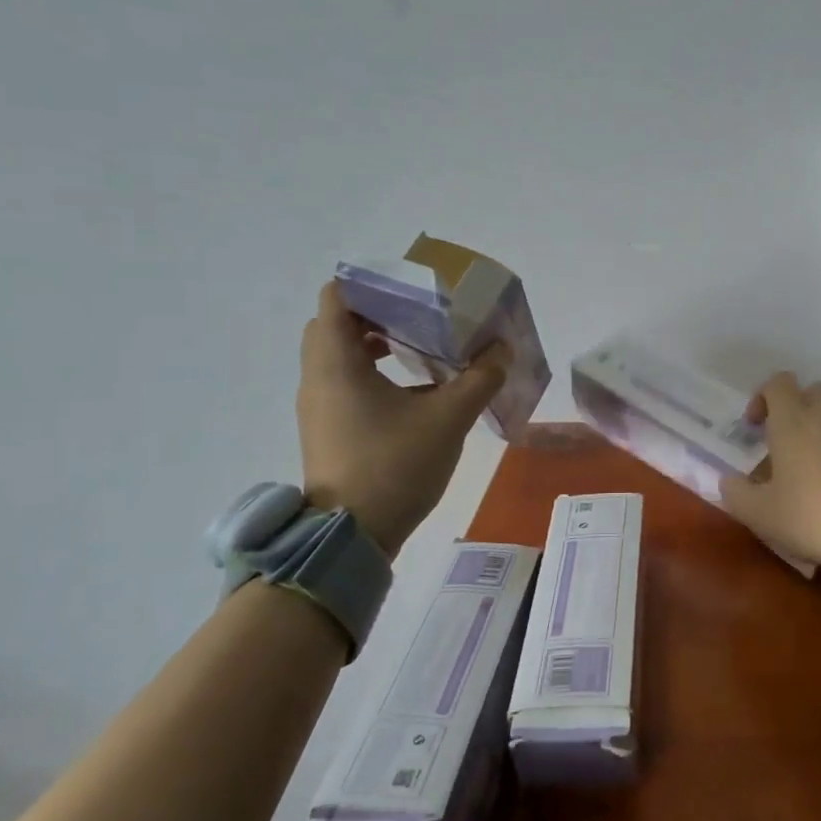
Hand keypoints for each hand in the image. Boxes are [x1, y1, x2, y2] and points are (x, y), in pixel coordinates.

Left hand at [296, 282, 509, 556]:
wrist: (353, 536)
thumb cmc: (395, 465)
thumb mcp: (448, 418)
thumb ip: (480, 378)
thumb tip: (502, 349)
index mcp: (337, 362)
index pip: (337, 297)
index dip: (371, 283)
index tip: (410, 288)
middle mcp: (318, 377)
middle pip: (336, 324)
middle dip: (377, 312)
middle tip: (420, 314)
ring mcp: (319, 405)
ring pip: (339, 355)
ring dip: (375, 343)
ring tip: (421, 346)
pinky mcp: (327, 428)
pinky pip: (344, 382)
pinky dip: (373, 372)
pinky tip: (415, 389)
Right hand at [720, 372, 820, 565]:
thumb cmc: (807, 514)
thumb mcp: (758, 512)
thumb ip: (735, 492)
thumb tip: (729, 481)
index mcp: (792, 420)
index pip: (778, 382)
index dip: (762, 397)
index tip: (755, 427)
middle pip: (813, 390)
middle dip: (797, 407)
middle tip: (787, 439)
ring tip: (814, 464)